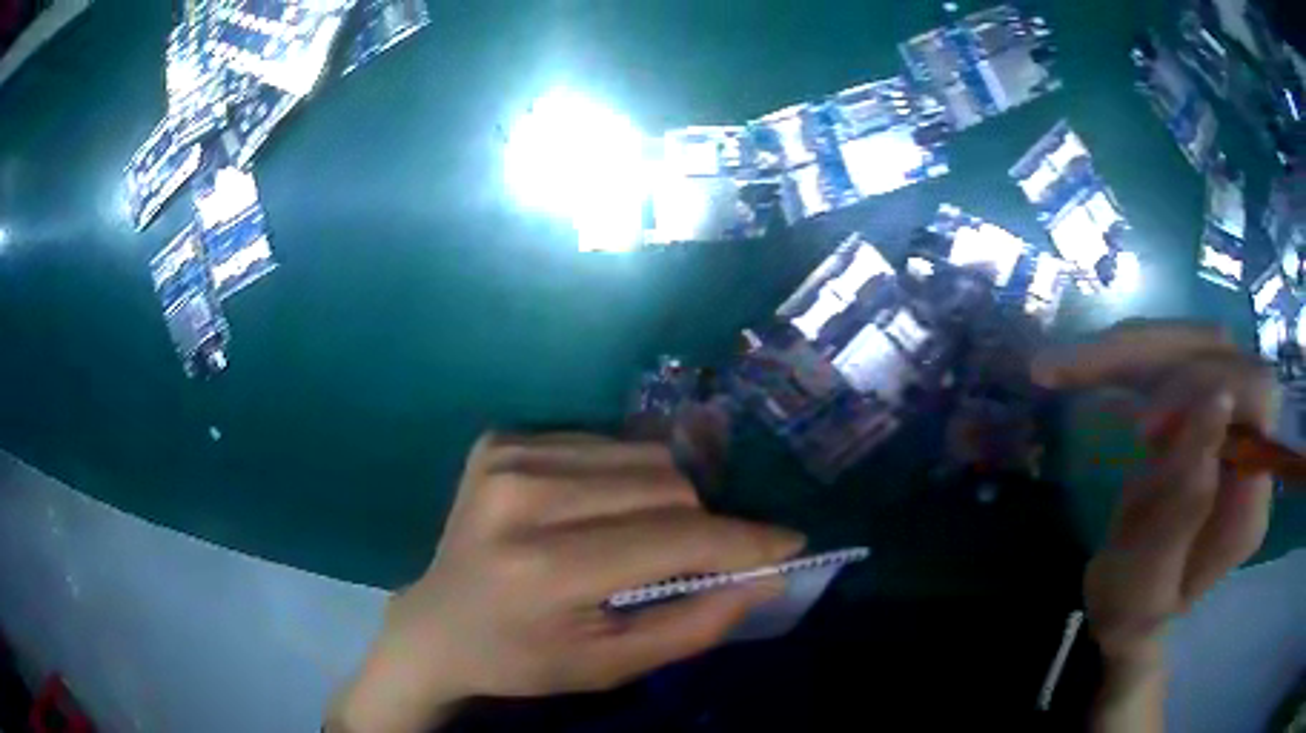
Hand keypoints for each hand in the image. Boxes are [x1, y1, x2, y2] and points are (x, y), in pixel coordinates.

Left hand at [329, 433, 804, 731]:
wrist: (437, 625)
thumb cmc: (524, 659)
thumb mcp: (612, 665)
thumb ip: (696, 622)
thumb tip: (767, 575)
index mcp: (545, 567)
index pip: (674, 539)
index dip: (742, 541)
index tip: (789, 543)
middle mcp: (522, 495)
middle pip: (665, 483)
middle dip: (702, 523)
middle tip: (697, 559)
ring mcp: (506, 455)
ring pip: (642, 454)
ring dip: (665, 497)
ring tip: (643, 538)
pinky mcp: (500, 438)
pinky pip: (603, 443)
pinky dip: (623, 477)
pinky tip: (598, 512)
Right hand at [1033, 321, 1276, 663]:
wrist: (1131, 607)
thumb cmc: (1134, 615)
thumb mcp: (1145, 585)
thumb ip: (1183, 510)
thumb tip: (1217, 402)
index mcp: (1251, 501)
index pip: (1256, 397)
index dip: (1205, 390)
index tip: (1139, 428)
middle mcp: (1253, 447)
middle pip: (1223, 352)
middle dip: (1155, 355)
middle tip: (1079, 374)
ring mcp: (1230, 421)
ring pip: (1194, 341)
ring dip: (1132, 347)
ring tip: (1066, 368)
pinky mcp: (1203, 407)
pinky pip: (1175, 354)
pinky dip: (1127, 354)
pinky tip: (1088, 368)